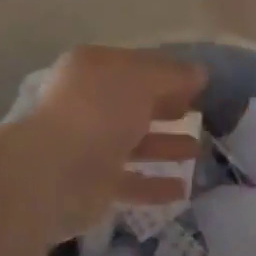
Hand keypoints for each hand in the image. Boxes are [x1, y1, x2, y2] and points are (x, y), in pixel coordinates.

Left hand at [19, 46, 206, 241]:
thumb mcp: (144, 80)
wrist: (55, 172)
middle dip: (167, 108)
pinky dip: (154, 184)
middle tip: (199, 114)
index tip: (199, 85)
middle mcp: (87, 104)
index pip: (136, 66)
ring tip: (197, 151)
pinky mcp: (92, 184)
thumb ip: (175, 75)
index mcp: (93, 70)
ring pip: (134, 143)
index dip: (168, 73)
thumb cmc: (100, 112)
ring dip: (165, 146)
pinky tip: (182, 189)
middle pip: (135, 104)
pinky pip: (130, 181)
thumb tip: (200, 73)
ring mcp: (88, 145)